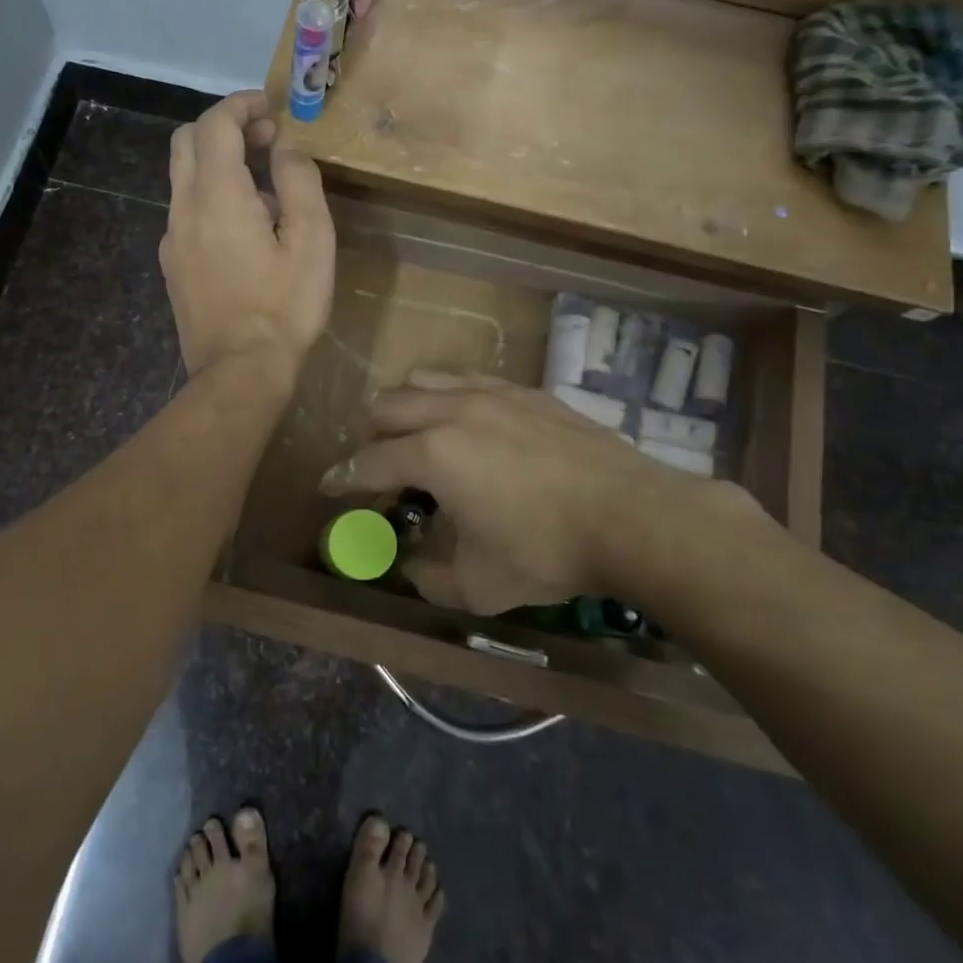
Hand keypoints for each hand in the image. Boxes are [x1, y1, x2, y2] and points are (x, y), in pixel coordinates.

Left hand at [161, 91, 334, 386]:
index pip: (215, 124)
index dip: (242, 106)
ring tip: (264, 191)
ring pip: (183, 179)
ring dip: (218, 165)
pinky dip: (209, 198)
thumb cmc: (284, 307)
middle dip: (224, 128)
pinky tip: (243, 232)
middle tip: (265, 140)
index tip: (271, 110)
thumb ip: (299, 182)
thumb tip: (284, 150)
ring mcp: (171, 239)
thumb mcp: (312, 241)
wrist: (239, 372)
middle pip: (186, 142)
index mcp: (217, 194)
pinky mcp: (171, 266)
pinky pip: (185, 213)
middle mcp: (184, 208)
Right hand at [320, 371, 759, 614]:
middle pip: (387, 406)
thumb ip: (427, 575)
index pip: (369, 461)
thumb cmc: (547, 552)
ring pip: (424, 379)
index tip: (330, 487)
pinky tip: (464, 418)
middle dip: (367, 434)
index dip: (344, 478)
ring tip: (413, 432)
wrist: (633, 516)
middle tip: (372, 462)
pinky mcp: (524, 390)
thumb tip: (408, 563)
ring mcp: (490, 393)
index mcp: (432, 454)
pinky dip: (447, 395)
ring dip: (404, 405)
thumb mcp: (478, 584)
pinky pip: (467, 378)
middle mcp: (451, 410)